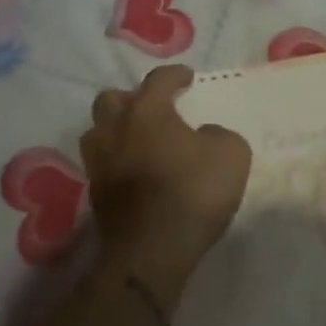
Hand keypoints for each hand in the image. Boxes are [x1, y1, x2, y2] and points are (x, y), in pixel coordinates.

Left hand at [82, 66, 251, 297]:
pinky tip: (134, 172)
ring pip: (98, 132)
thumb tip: (203, 136)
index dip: (175, 75)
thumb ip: (218, 134)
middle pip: (111, 99)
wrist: (152, 251)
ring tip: (137, 140)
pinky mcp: (94, 194)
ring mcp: (99, 162)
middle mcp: (116, 128)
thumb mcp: (231, 154)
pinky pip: (102, 164)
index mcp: (147, 110)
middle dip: (131, 98)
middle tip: (153, 109)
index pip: (158, 79)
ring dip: (116, 130)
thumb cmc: (192, 191)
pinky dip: (116, 162)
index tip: (187, 79)